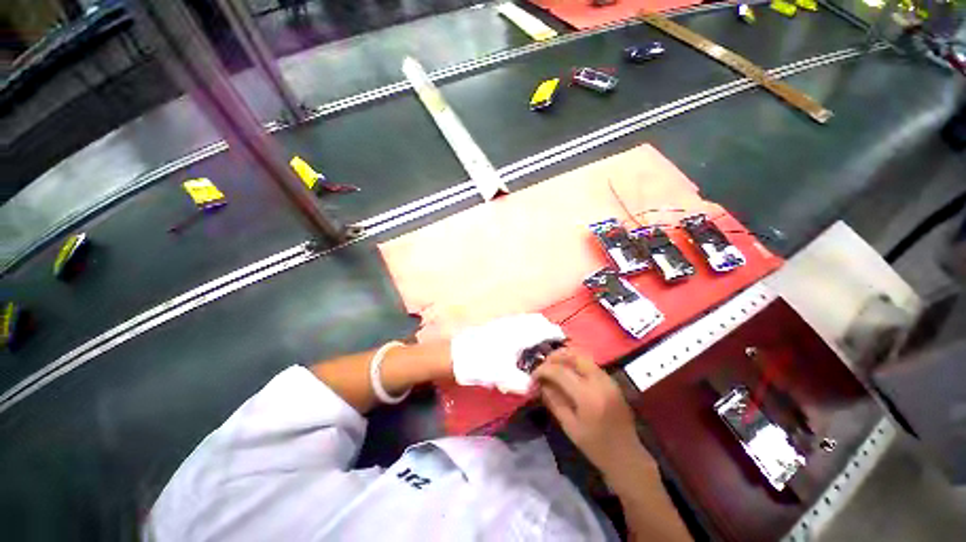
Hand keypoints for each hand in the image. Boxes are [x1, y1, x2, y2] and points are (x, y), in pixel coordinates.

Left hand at [451, 314, 565, 393]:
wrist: (454, 355)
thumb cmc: (481, 364)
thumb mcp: (503, 377)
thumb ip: (522, 382)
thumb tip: (536, 386)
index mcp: (519, 334)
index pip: (544, 329)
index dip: (556, 335)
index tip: (564, 345)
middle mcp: (514, 324)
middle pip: (537, 321)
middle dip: (548, 331)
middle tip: (553, 348)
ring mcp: (504, 323)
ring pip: (527, 321)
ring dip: (537, 329)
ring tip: (540, 346)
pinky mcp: (496, 326)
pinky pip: (517, 323)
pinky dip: (526, 329)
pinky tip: (522, 344)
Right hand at [534, 350, 655, 476]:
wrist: (628, 457)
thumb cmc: (596, 447)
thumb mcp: (569, 426)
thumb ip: (553, 400)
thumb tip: (540, 383)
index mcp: (587, 396)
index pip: (559, 371)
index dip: (542, 370)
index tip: (533, 376)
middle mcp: (599, 381)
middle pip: (573, 355)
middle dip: (554, 357)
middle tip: (543, 366)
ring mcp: (608, 379)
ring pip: (582, 356)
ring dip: (565, 358)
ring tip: (552, 367)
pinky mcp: (611, 380)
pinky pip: (590, 363)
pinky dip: (575, 363)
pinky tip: (567, 373)